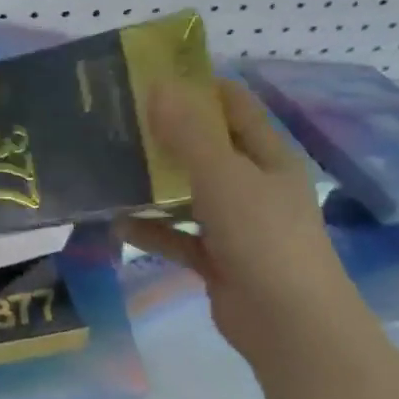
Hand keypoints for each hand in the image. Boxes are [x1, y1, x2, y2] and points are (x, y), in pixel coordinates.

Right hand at [116, 79, 364, 367]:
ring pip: (188, 194)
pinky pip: (177, 237)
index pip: (235, 108)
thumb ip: (188, 134)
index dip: (201, 87)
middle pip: (207, 149)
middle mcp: (253, 186)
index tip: (153, 76)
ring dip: (155, 185)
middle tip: (119, 120)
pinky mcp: (217, 259)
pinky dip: (152, 231)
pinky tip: (117, 224)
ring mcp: (235, 225)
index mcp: (268, 157)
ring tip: (110, 167)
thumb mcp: (223, 176)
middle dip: (167, 135)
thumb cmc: (263, 236)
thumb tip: (158, 86)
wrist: (288, 323)